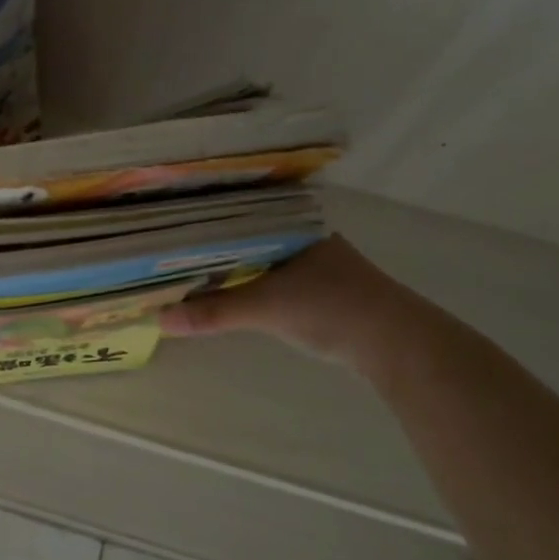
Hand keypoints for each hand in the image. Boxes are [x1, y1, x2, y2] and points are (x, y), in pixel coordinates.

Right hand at [159, 235, 406, 364]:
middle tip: (169, 253)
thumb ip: (214, 312)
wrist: (398, 344)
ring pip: (260, 256)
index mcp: (291, 224)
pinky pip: (274, 275)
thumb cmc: (331, 308)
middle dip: (212, 246)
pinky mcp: (323, 288)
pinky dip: (251, 282)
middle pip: (245, 236)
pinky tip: (232, 291)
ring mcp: (316, 261)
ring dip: (232, 266)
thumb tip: (160, 320)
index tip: (167, 230)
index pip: (236, 214)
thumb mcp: (266, 308)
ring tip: (190, 271)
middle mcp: (303, 234)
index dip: (202, 224)